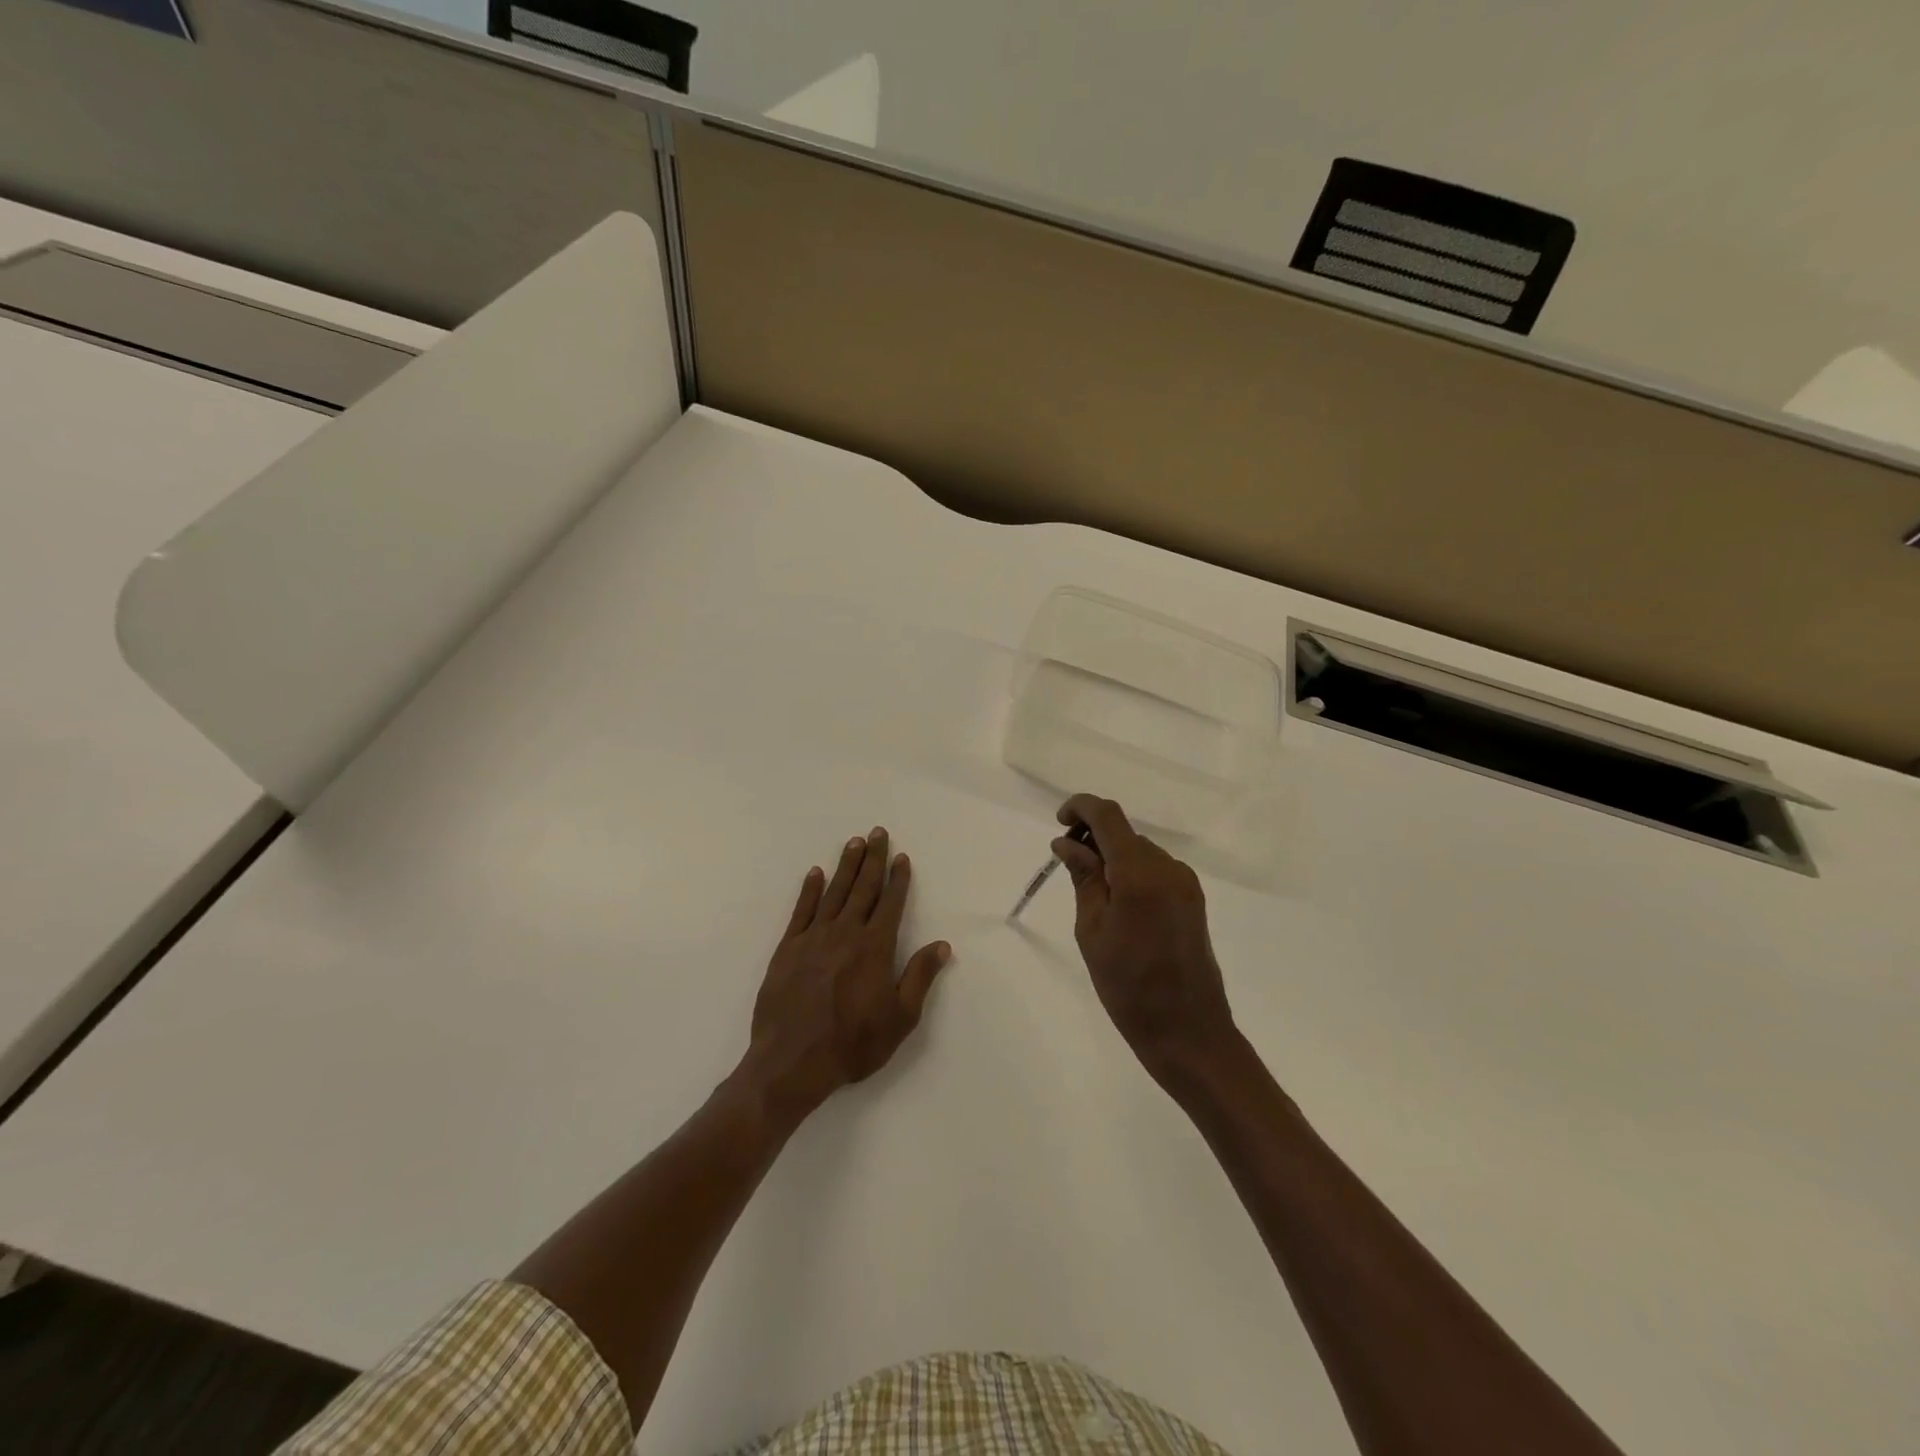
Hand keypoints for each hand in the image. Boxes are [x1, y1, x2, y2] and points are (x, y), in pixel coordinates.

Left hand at [741, 827, 950, 1124]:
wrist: (791, 1062)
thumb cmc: (852, 1044)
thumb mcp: (900, 1018)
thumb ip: (920, 977)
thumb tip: (942, 945)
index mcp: (875, 947)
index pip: (890, 903)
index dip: (898, 879)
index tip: (902, 857)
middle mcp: (846, 933)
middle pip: (863, 888)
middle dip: (873, 859)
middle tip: (878, 833)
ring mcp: (813, 938)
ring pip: (834, 892)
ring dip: (846, 866)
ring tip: (854, 843)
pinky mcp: (787, 948)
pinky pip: (801, 910)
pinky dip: (809, 890)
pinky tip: (815, 873)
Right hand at [1054, 795, 1237, 1084]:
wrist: (1188, 1031)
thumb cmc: (1128, 986)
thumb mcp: (1092, 931)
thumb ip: (1083, 878)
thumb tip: (1067, 843)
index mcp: (1140, 873)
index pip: (1108, 816)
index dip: (1080, 807)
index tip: (1059, 823)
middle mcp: (1168, 868)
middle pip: (1124, 834)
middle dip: (1093, 839)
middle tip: (1067, 867)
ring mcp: (1185, 883)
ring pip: (1139, 851)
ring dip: (1112, 858)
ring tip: (1091, 894)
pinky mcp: (1192, 899)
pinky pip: (1155, 870)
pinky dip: (1131, 873)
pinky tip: (1117, 905)